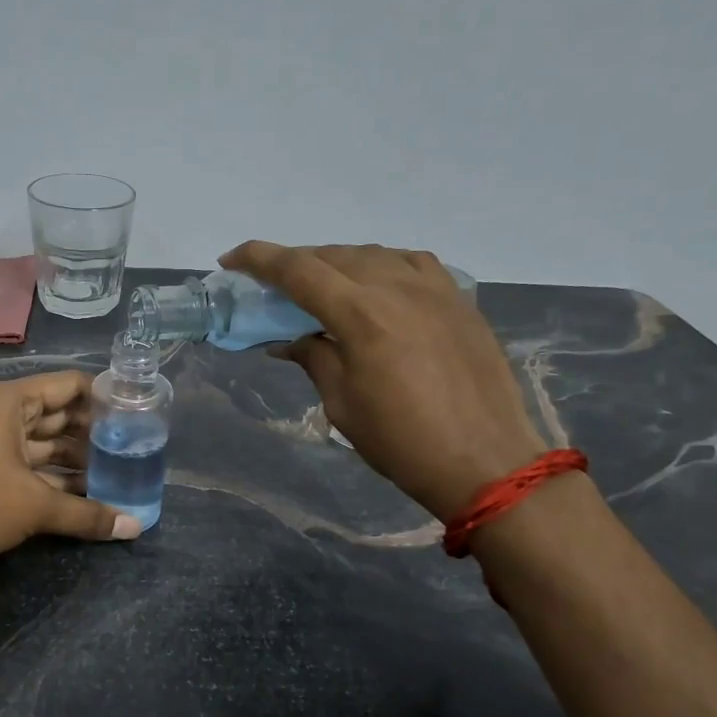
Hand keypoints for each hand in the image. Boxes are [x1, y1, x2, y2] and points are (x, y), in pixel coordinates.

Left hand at [0, 370, 139, 571]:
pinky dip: (54, 478)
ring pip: (43, 445)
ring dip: (75, 460)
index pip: (70, 385)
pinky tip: (84, 495)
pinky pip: (28, 466)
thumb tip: (135, 528)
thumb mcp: (36, 507)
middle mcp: (1, 414)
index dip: (104, 397)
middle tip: (133, 448)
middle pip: (58, 415)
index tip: (136, 413)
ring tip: (116, 474)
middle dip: (93, 434)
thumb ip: (88, 515)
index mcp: (11, 401)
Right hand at [221, 242, 545, 515]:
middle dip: (295, 264)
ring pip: (373, 255)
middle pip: (333, 256)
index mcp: (361, 314)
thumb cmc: (401, 442)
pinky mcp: (459, 299)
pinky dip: (382, 266)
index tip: (231, 260)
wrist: (485, 461)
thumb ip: (314, 358)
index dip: (259, 259)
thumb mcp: (342, 404)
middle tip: (272, 286)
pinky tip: (377, 285)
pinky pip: (411, 264)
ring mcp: (434, 288)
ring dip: (337, 263)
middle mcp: (397, 286)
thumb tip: (288, 339)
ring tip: (321, 287)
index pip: (298, 270)